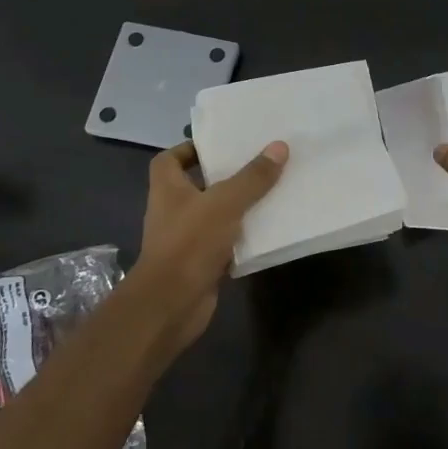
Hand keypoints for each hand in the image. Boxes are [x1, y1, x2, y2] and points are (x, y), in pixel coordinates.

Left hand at [133, 139, 287, 357]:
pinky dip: (243, 238)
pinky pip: (226, 243)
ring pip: (215, 216)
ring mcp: (186, 239)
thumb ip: (252, 177)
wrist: (172, 303)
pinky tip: (269, 231)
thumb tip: (279, 146)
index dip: (190, 149)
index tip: (220, 145)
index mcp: (168, 189)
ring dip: (238, 208)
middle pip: (198, 186)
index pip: (170, 159)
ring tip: (271, 193)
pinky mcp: (201, 263)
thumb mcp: (225, 203)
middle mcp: (173, 211)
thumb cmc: (190, 243)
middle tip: (258, 165)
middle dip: (225, 177)